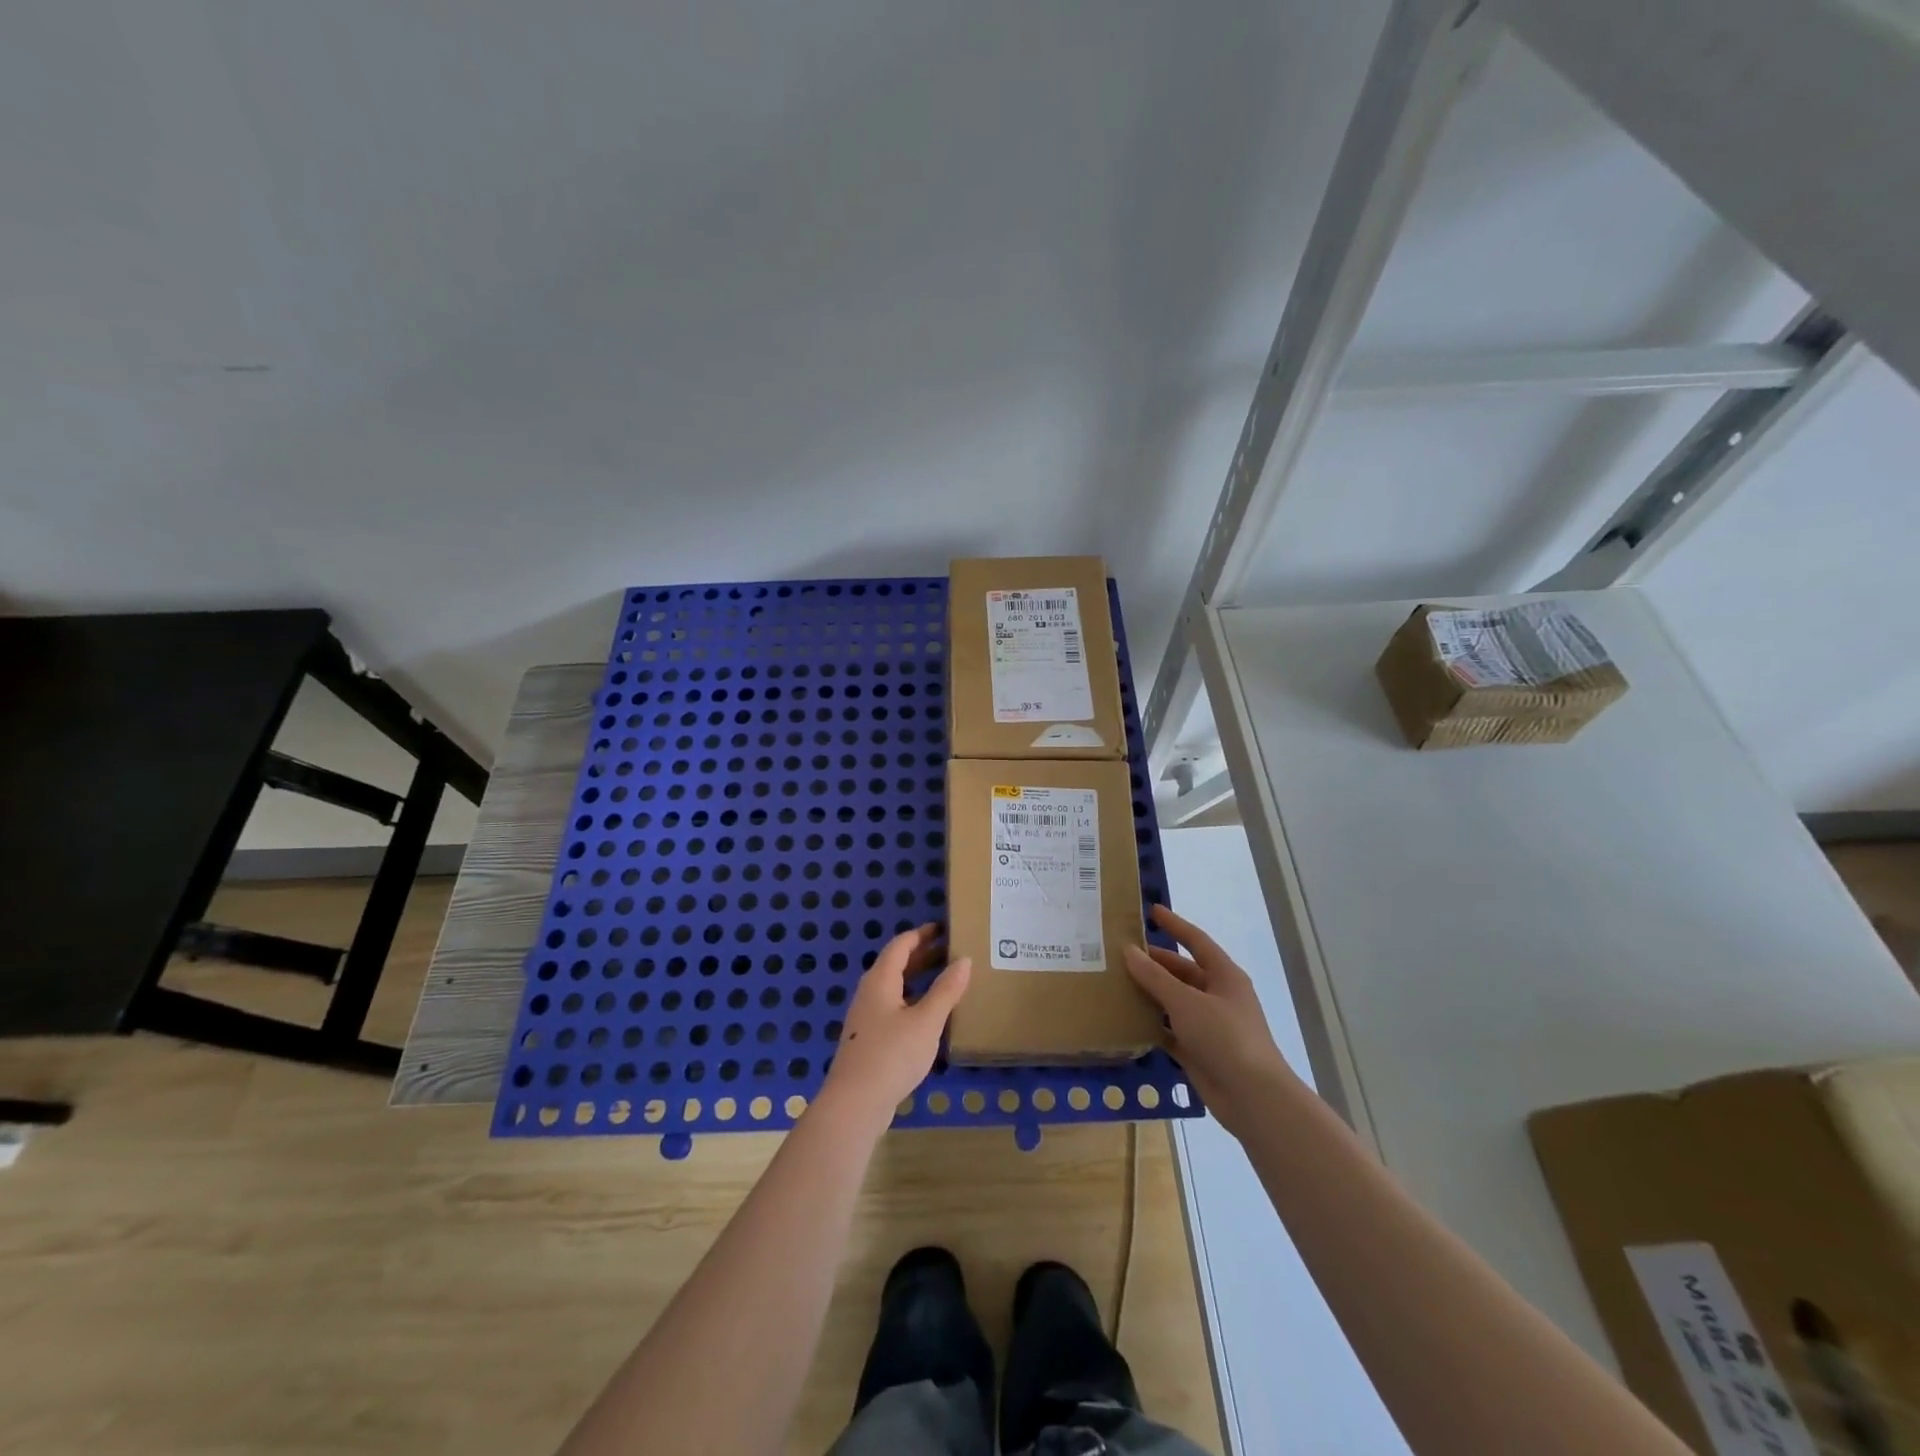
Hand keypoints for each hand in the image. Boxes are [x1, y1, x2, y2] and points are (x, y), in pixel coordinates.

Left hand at [819, 924, 971, 1128]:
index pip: (900, 946)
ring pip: (894, 987)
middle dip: (922, 955)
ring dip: (917, 979)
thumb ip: (946, 990)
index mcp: (880, 980)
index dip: (921, 935)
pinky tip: (928, 1016)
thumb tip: (964, 960)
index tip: (943, 928)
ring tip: (945, 979)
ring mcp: (866, 1017)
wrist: (854, 1104)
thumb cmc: (892, 1054)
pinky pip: (892, 1007)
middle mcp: (869, 992)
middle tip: (950, 951)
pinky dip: (912, 1000)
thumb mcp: (927, 1021)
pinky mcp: (867, 1039)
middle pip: (895, 965)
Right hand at [1123, 904, 1296, 1137]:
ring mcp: (1209, 1025)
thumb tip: (1129, 951)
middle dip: (1154, 962)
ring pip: (1174, 1001)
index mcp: (1224, 976)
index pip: (1196, 941)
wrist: (1252, 1097)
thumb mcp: (1186, 1002)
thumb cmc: (1224, 1037)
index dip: (1175, 925)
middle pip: (1182, 972)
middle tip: (1120, 953)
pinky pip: (1170, 1030)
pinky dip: (1152, 1024)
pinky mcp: (1199, 1051)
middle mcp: (1218, 996)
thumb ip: (1155, 977)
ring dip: (1150, 993)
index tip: (1151, 911)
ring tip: (1116, 983)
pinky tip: (1127, 1020)